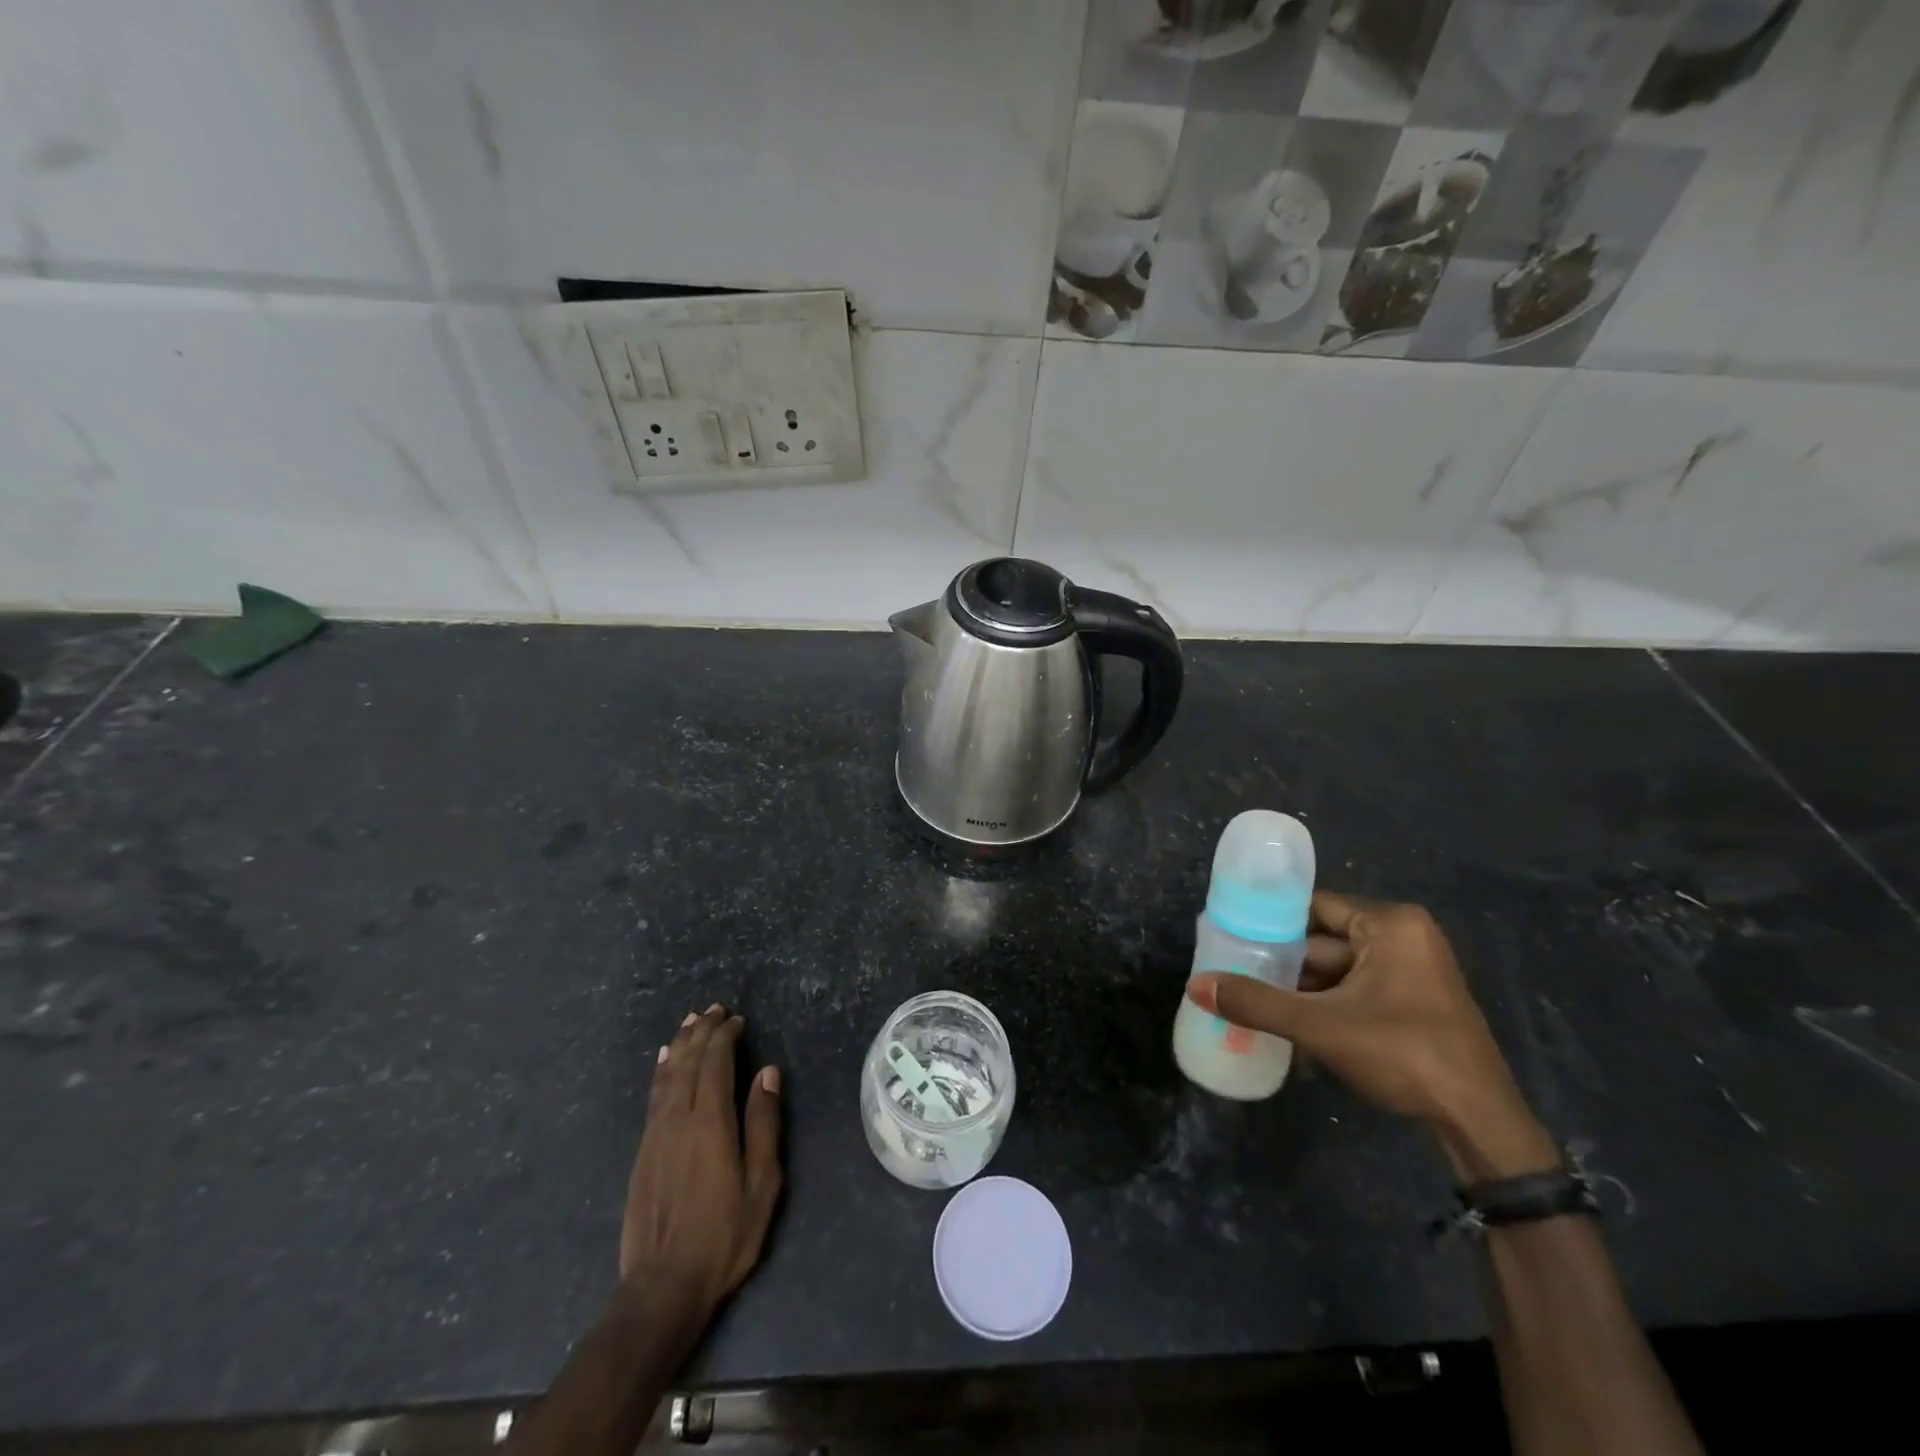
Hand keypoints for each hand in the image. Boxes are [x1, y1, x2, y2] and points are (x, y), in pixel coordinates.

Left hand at [620, 1004, 782, 1319]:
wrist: (662, 1287)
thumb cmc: (724, 1235)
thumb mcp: (761, 1183)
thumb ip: (764, 1123)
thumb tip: (768, 1072)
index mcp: (710, 1122)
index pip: (716, 1062)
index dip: (726, 1036)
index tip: (738, 1020)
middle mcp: (679, 1118)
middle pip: (689, 1061)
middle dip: (703, 1031)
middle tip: (716, 1009)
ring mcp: (655, 1133)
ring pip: (667, 1074)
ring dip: (680, 1043)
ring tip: (690, 1021)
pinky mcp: (642, 1150)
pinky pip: (653, 1095)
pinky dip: (661, 1070)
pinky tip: (663, 1059)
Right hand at [1186, 892, 1554, 1176]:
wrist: (1480, 1123)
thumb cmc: (1404, 1053)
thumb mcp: (1321, 1026)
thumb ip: (1257, 1003)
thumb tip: (1196, 985)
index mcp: (1390, 924)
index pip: (1313, 907)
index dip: (1271, 920)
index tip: (1232, 934)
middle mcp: (1403, 937)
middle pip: (1323, 941)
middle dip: (1282, 962)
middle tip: (1234, 971)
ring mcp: (1412, 972)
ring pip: (1338, 971)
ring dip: (1301, 990)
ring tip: (1252, 999)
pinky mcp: (1413, 1003)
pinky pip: (1356, 991)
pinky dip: (1326, 1005)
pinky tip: (1290, 1024)